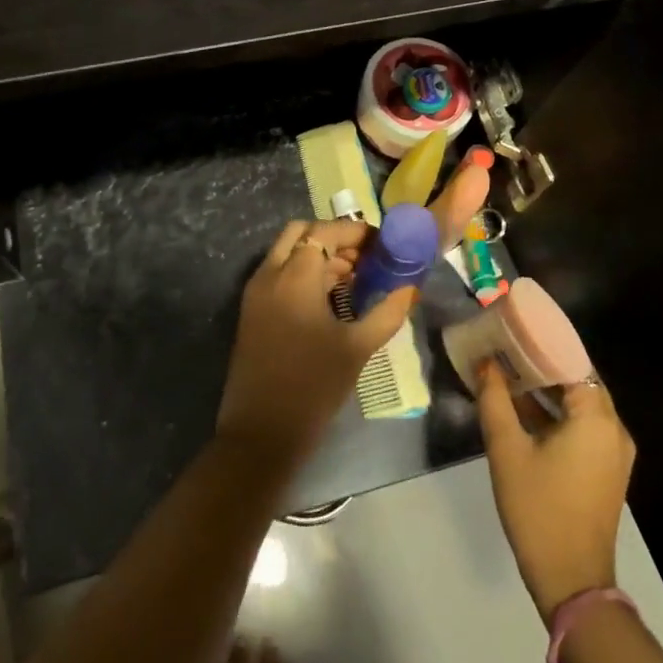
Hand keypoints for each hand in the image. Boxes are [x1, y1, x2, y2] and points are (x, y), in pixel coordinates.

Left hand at [216, 219, 414, 469]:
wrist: (261, 430)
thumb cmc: (313, 386)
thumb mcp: (357, 348)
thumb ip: (387, 313)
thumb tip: (410, 289)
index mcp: (295, 276)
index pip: (325, 231)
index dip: (355, 232)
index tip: (382, 244)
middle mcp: (270, 274)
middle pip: (301, 233)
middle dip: (333, 238)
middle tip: (365, 258)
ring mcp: (256, 292)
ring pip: (286, 253)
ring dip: (318, 255)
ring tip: (354, 279)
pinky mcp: (251, 311)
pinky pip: (278, 274)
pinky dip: (302, 272)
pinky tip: (329, 298)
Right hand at [476, 360, 635, 621]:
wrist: (571, 579)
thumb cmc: (538, 508)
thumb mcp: (507, 450)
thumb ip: (495, 400)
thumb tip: (485, 363)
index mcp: (596, 417)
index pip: (573, 360)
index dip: (542, 342)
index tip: (512, 329)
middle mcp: (614, 428)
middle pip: (579, 380)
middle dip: (542, 363)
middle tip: (506, 347)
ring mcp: (614, 451)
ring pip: (580, 404)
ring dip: (548, 389)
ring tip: (509, 372)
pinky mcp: (606, 469)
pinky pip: (583, 426)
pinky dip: (557, 414)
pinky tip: (524, 409)